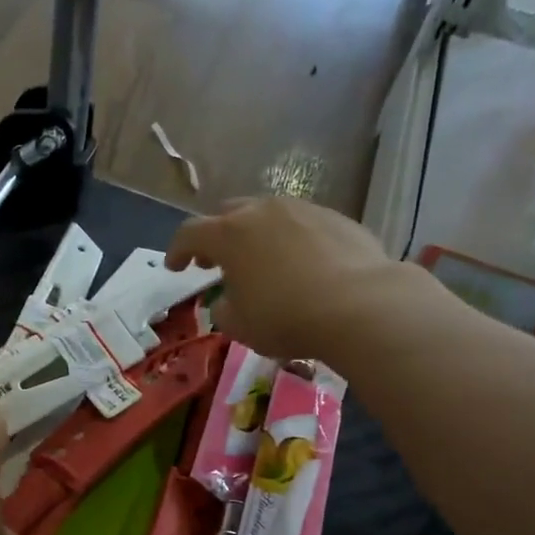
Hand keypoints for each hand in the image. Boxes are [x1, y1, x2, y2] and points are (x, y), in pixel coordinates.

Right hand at [167, 197, 405, 361]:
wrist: (360, 305)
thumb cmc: (286, 317)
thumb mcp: (240, 326)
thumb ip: (224, 308)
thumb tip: (228, 299)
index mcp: (229, 234)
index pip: (190, 233)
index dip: (177, 250)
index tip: (175, 267)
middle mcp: (262, 211)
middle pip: (228, 214)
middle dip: (216, 236)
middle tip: (215, 262)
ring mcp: (303, 209)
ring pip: (268, 215)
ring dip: (256, 235)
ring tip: (261, 262)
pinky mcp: (337, 218)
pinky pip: (302, 225)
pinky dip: (291, 241)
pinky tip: (301, 266)